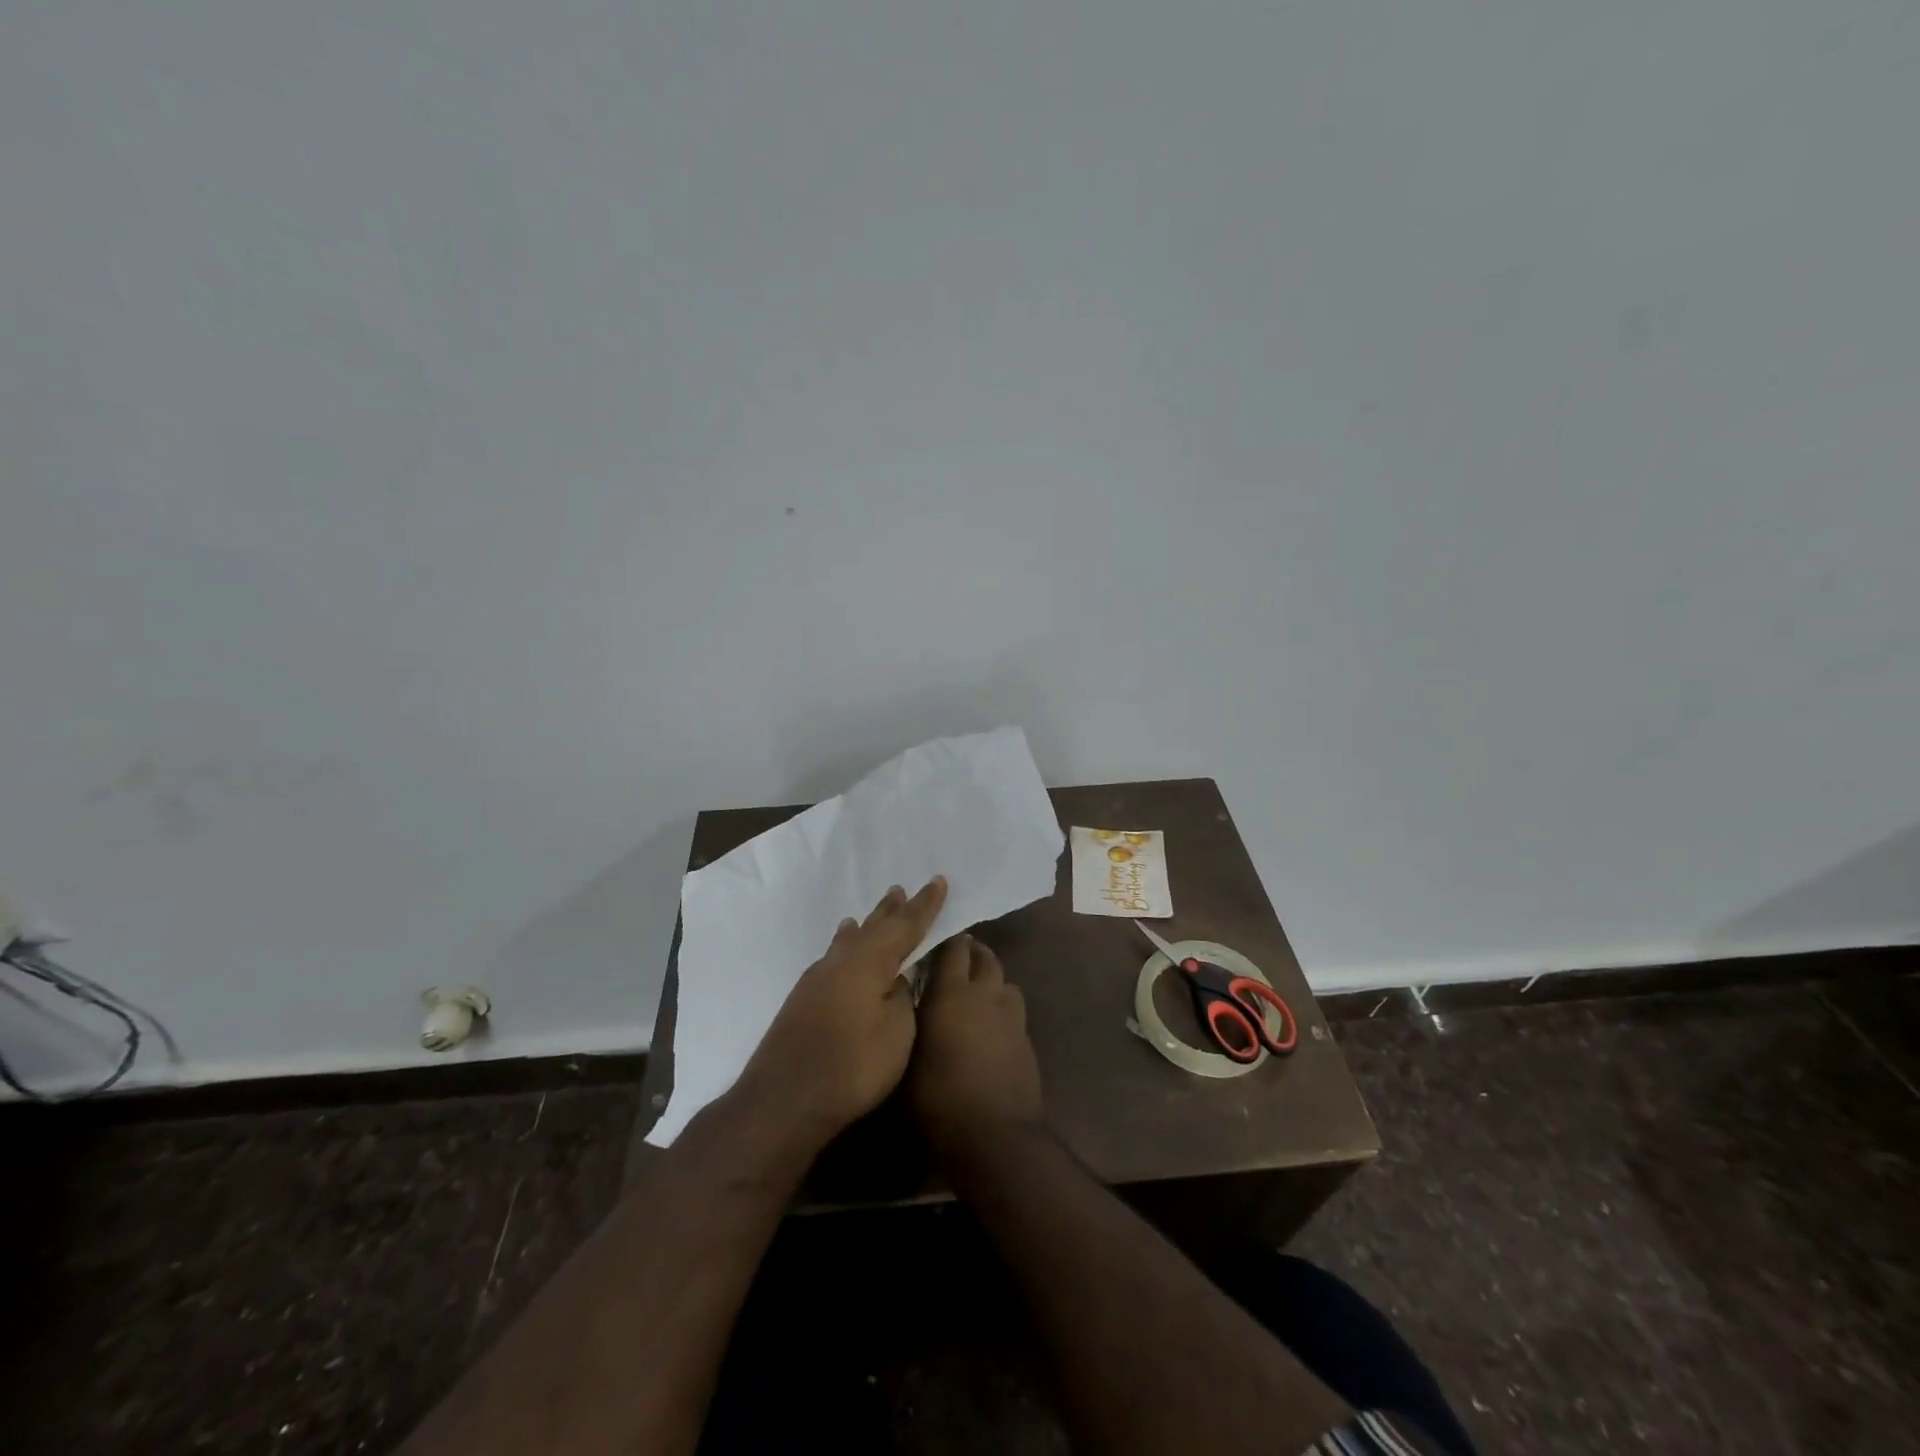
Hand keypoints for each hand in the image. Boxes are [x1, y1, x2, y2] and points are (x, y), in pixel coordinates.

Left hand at [736, 877, 947, 1149]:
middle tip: (901, 889)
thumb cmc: (852, 1067)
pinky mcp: (803, 998)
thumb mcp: (896, 1033)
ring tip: (871, 912)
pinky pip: (833, 956)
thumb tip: (895, 980)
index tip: (938, 881)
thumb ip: (902, 998)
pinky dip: (845, 943)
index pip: (905, 926)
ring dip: (866, 924)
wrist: (783, 1099)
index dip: (924, 906)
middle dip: (892, 910)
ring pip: (849, 940)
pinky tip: (842, 946)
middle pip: (873, 927)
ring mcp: (818, 978)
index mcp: (870, 963)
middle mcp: (842, 961)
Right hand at [909, 934, 1043, 1154]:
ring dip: (990, 979)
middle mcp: (985, 994)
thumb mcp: (905, 1064)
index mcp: (951, 993)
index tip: (930, 939)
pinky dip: (1002, 1007)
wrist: (997, 1138)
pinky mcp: (1026, 1039)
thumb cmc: (940, 1100)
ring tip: (973, 992)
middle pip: (984, 957)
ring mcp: (1011, 1016)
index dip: (944, 940)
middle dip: (970, 953)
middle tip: (952, 961)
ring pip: (1004, 980)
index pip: (952, 948)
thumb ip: (906, 1025)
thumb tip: (902, 1004)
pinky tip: (989, 1026)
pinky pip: (1013, 1009)